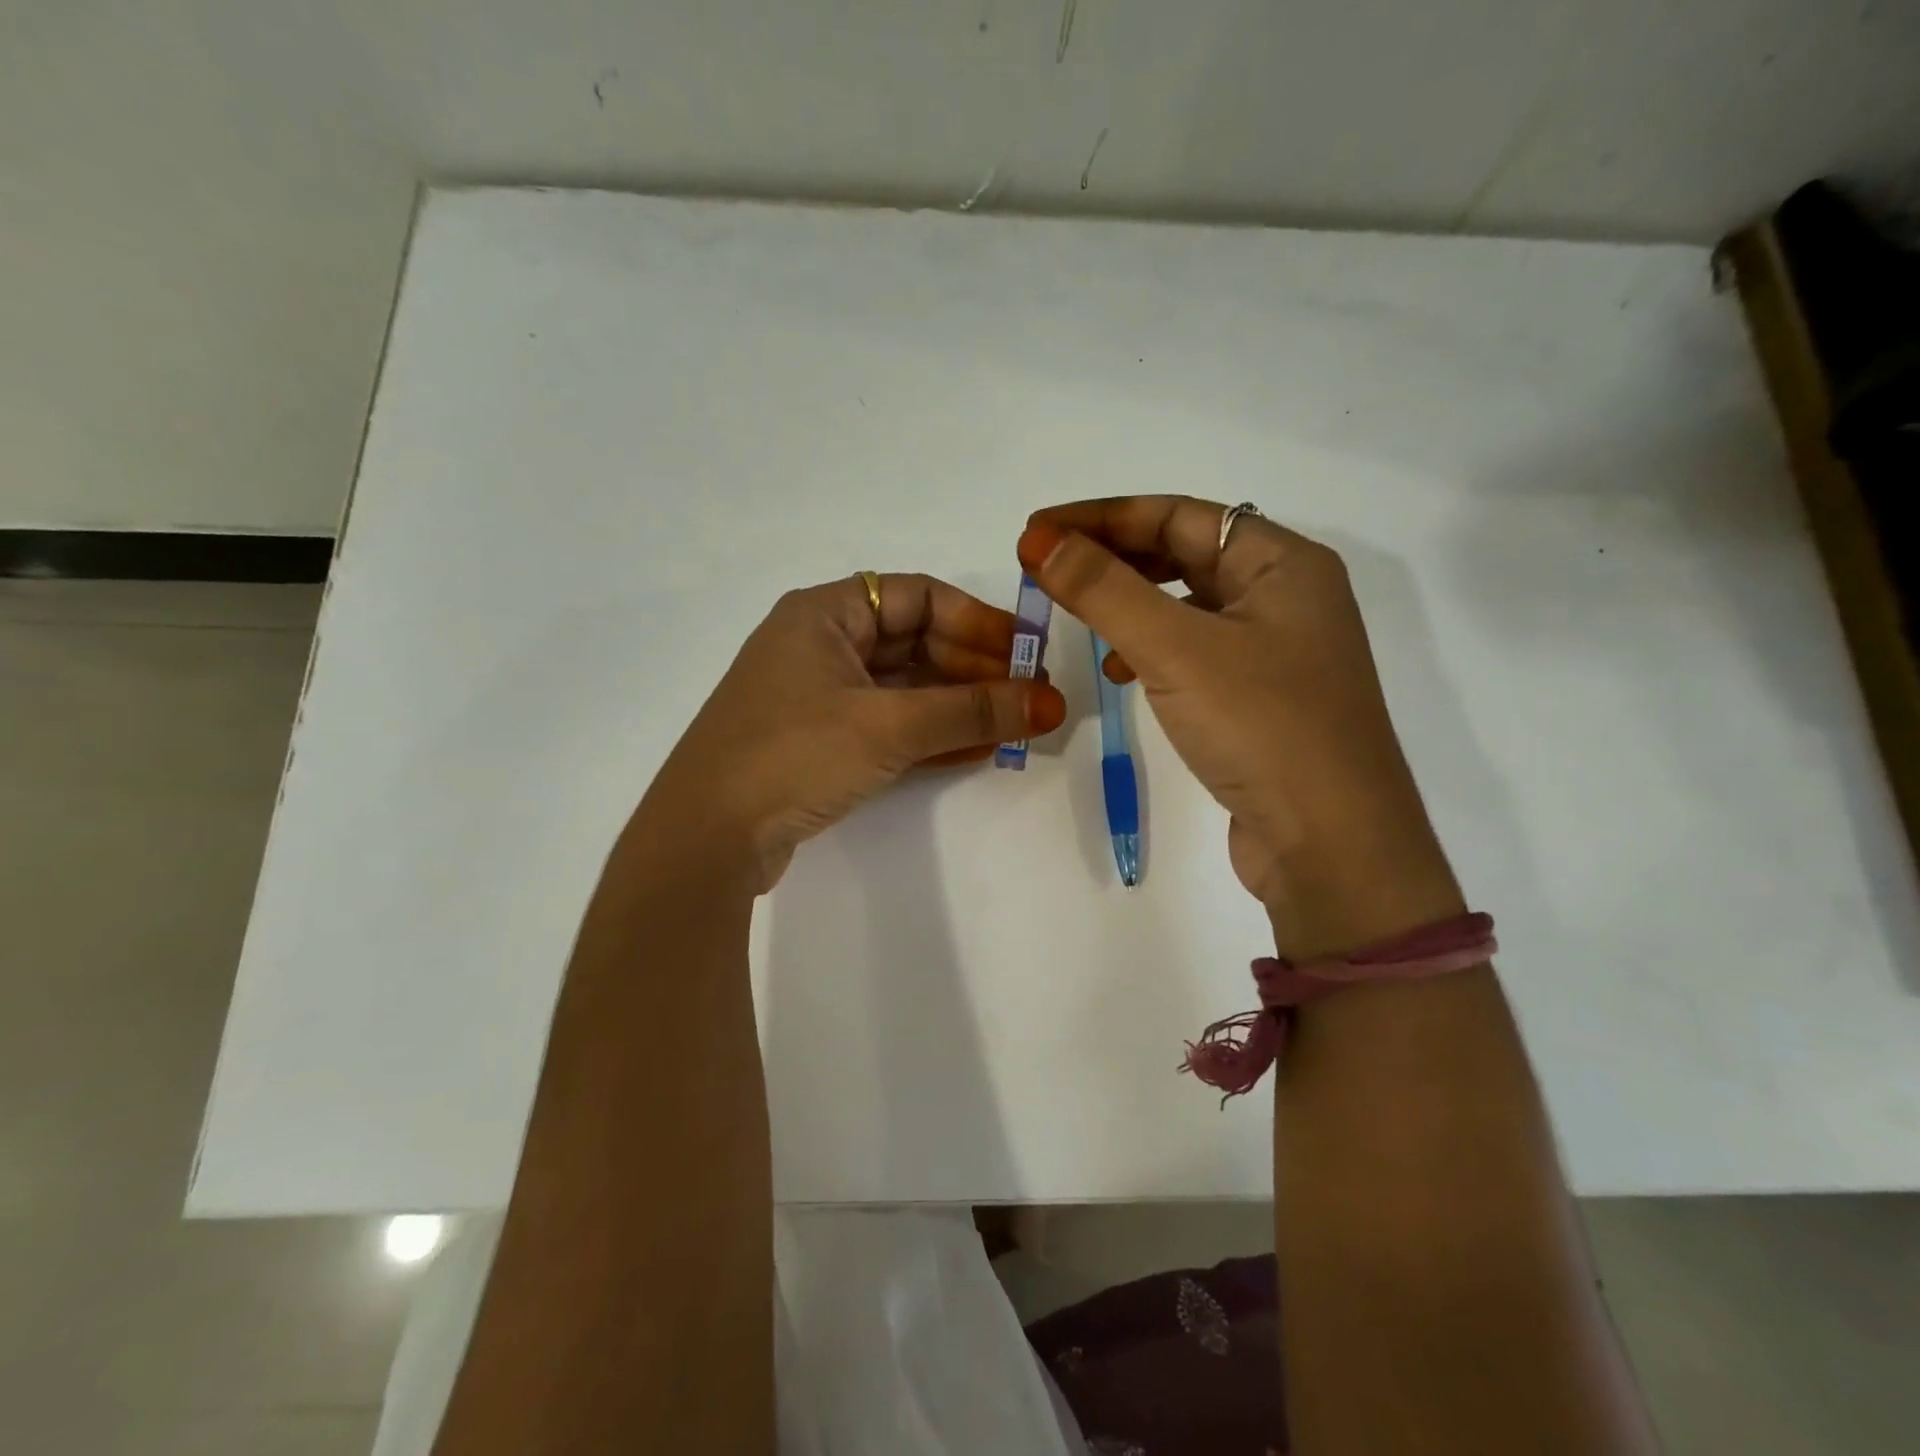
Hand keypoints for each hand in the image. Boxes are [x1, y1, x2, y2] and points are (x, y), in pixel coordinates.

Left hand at [641, 573, 1067, 888]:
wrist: (705, 838)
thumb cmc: (794, 755)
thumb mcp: (889, 726)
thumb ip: (971, 711)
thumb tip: (1050, 702)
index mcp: (824, 614)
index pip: (919, 596)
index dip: (978, 621)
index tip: (1026, 654)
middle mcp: (819, 645)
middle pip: (914, 642)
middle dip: (974, 669)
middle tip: (1029, 698)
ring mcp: (817, 696)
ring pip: (904, 687)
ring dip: (957, 705)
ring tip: (1013, 726)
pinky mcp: (819, 742)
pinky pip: (887, 724)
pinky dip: (929, 733)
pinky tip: (974, 750)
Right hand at [1017, 497, 1460, 952]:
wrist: (1332, 845)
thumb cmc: (1262, 727)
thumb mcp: (1175, 649)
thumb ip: (1104, 589)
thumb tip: (1040, 542)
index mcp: (1283, 563)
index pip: (1177, 515)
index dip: (1100, 518)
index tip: (1035, 535)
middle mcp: (1286, 596)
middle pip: (1184, 554)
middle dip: (1112, 558)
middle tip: (1048, 570)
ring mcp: (1277, 650)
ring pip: (1187, 605)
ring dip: (1129, 604)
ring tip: (1079, 618)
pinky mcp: (1261, 698)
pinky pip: (1195, 651)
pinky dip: (1152, 650)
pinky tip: (1122, 673)